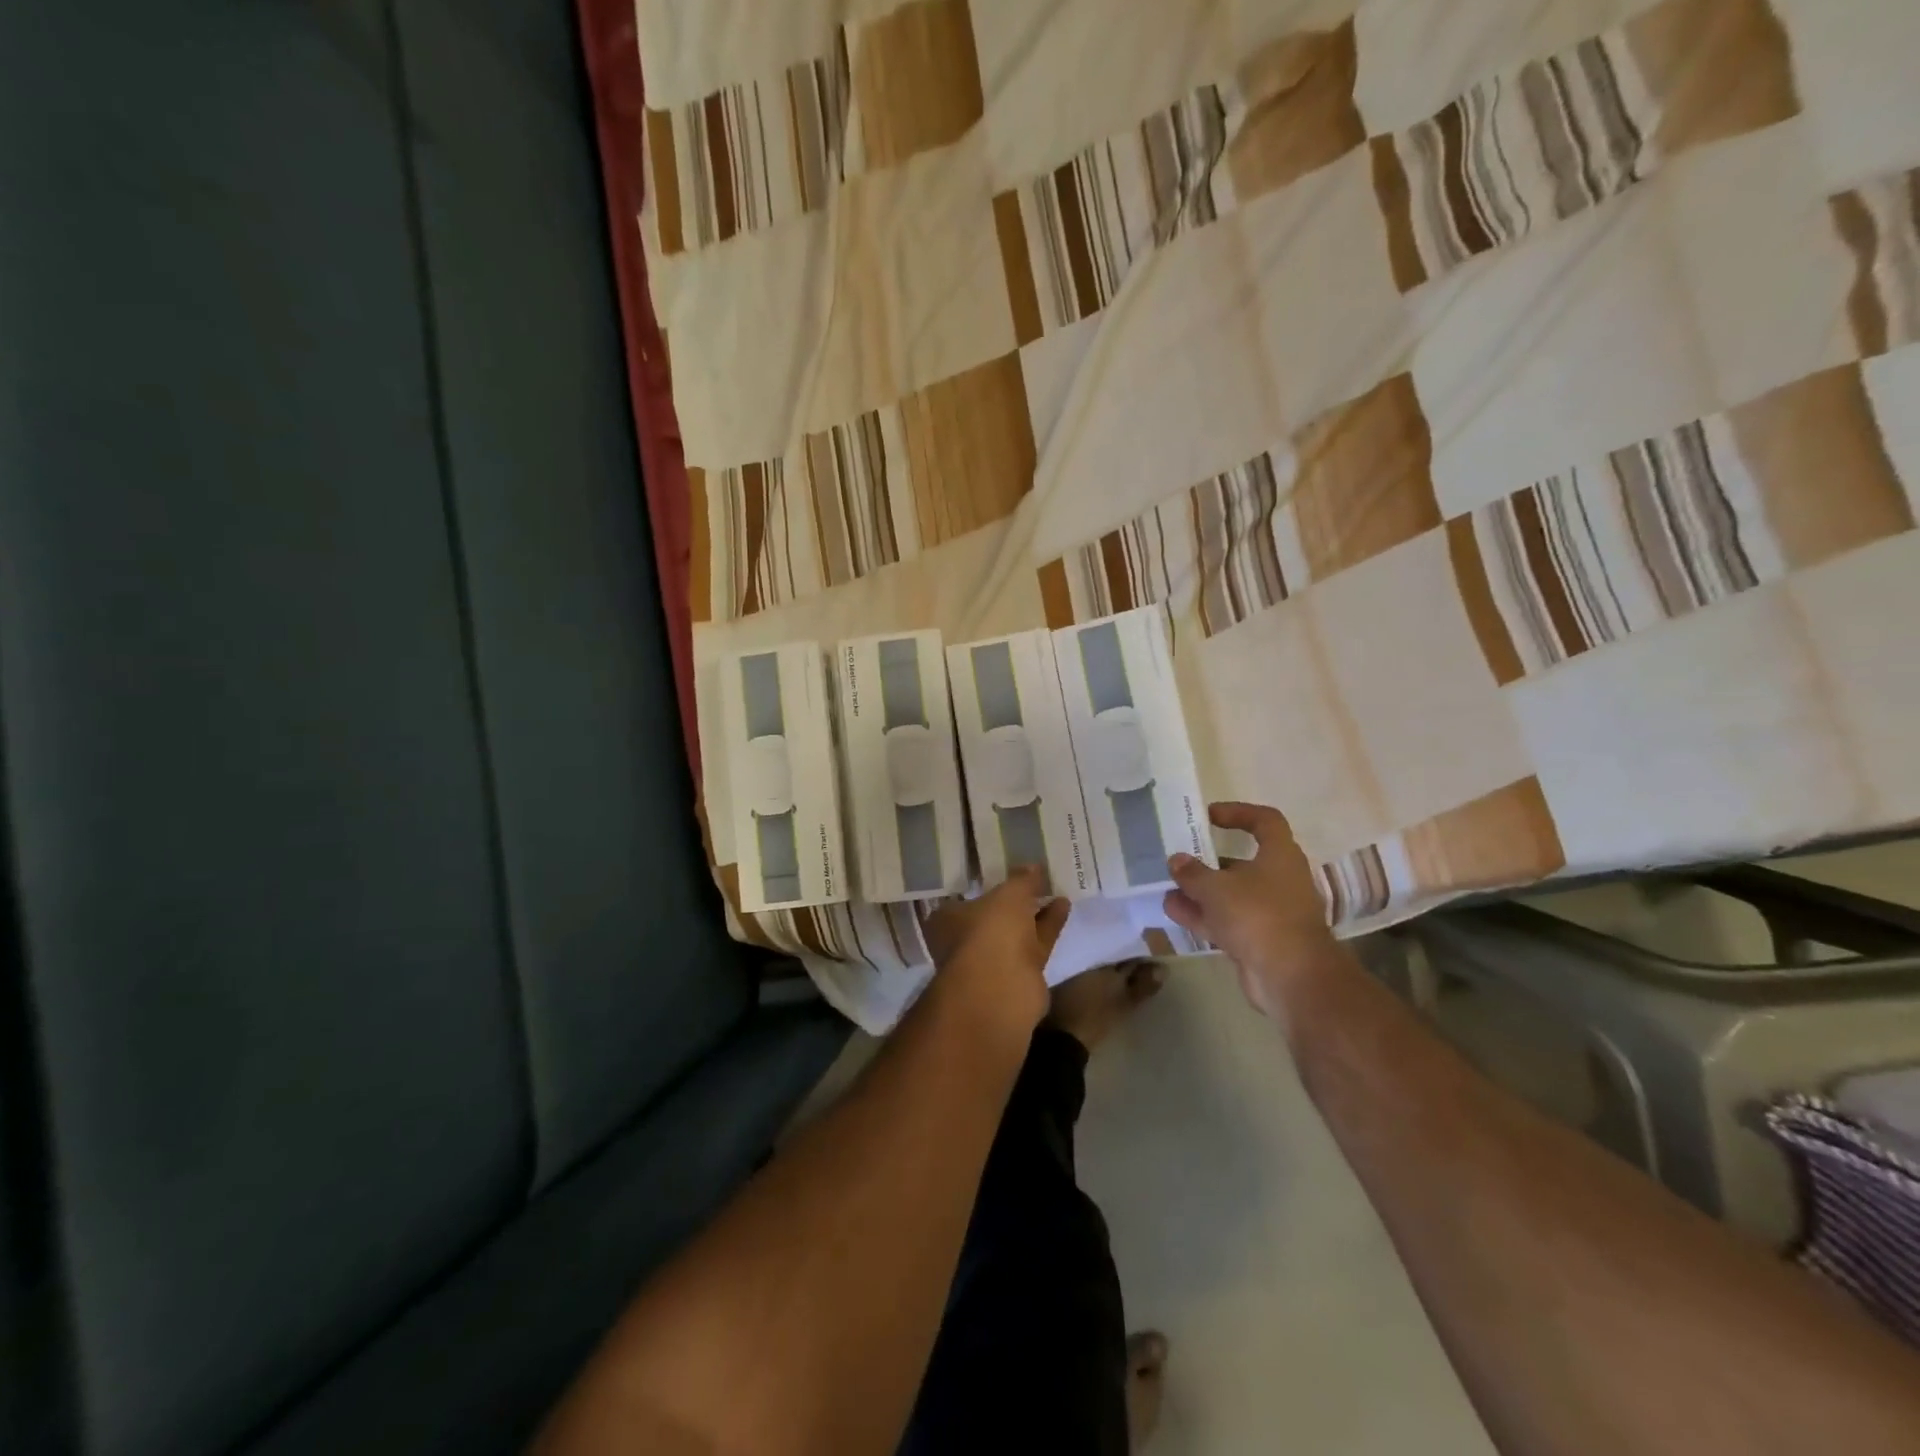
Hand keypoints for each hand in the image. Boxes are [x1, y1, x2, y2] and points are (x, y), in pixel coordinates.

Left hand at [922, 868, 1069, 1037]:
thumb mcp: (1009, 895)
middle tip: (1035, 880)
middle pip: (992, 917)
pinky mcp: (1018, 976)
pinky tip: (1064, 906)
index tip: (1006, 874)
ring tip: (1056, 889)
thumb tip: (1033, 866)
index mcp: (947, 920)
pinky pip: (1034, 944)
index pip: (964, 898)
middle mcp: (965, 941)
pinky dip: (1048, 926)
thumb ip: (1022, 880)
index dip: (986, 886)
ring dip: (1036, 913)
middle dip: (1014, 901)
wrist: (1002, 990)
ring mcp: (991, 961)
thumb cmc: (991, 931)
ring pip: (1016, 932)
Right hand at [1162, 803, 1341, 1017]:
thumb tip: (1177, 860)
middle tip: (1180, 858)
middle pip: (1243, 862)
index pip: (1265, 821)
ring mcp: (1270, 912)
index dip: (1238, 813)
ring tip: (1167, 886)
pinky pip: (1227, 921)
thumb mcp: (1217, 887)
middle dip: (1209, 861)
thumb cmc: (1258, 915)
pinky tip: (1173, 911)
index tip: (1209, 816)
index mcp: (1280, 856)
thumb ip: (1193, 872)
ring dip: (1200, 891)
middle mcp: (1279, 880)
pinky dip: (1203, 915)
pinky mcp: (1260, 940)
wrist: (1291, 977)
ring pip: (1231, 895)